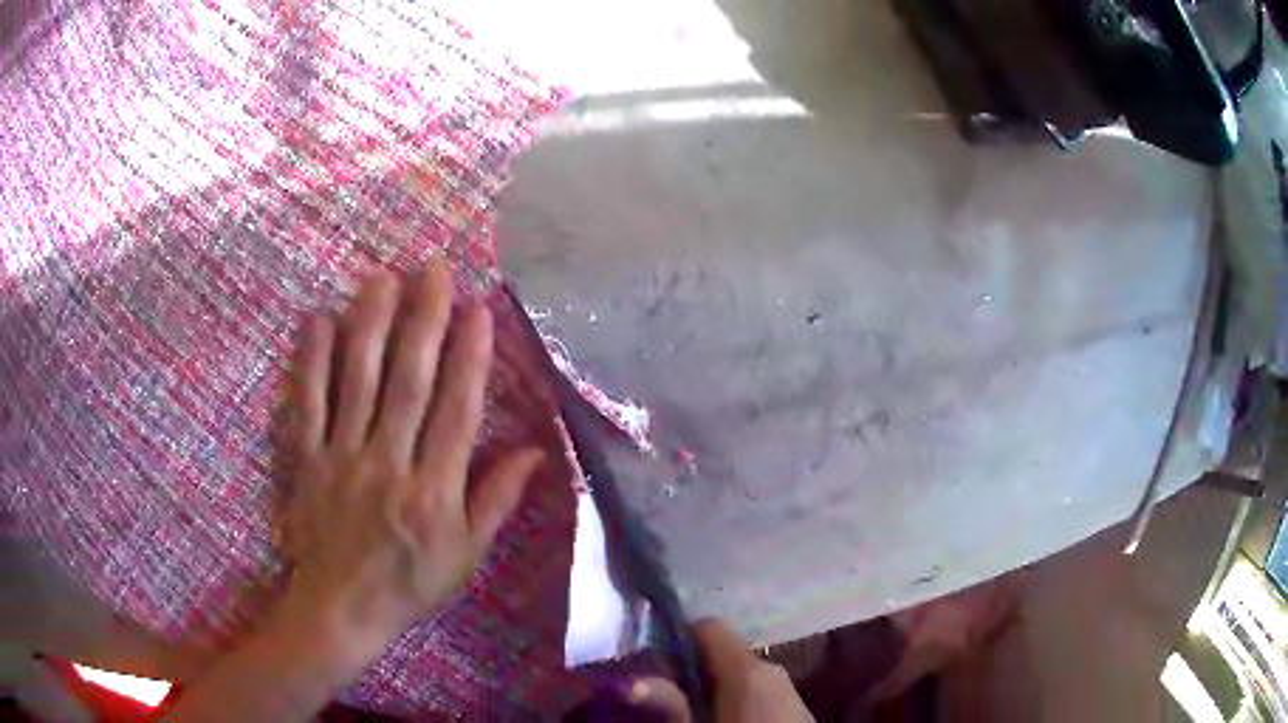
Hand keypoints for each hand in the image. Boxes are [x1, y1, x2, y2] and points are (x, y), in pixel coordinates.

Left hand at [276, 261, 542, 660]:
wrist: (341, 609)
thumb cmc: (410, 583)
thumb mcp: (467, 555)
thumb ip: (496, 500)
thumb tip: (535, 450)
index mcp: (435, 491)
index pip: (457, 411)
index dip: (470, 357)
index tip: (478, 309)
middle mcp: (389, 464)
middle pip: (408, 382)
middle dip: (423, 321)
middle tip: (433, 270)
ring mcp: (342, 459)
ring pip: (357, 382)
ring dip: (370, 326)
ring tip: (383, 278)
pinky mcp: (306, 460)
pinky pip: (307, 404)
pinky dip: (310, 361)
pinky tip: (317, 319)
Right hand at [628, 619, 812, 721]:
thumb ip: (668, 706)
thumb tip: (633, 681)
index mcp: (749, 669)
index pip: (708, 628)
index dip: (675, 641)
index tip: (649, 665)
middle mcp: (772, 671)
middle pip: (722, 655)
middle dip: (687, 672)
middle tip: (656, 697)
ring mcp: (788, 693)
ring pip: (739, 678)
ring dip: (709, 692)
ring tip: (683, 716)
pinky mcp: (795, 714)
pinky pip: (757, 696)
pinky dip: (732, 705)